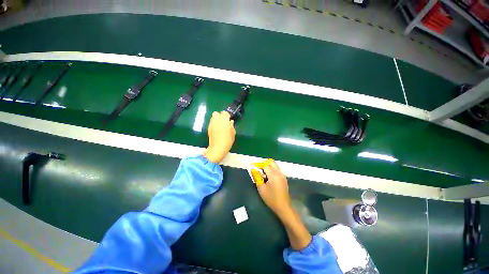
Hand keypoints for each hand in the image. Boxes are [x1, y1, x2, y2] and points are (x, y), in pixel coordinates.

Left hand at [203, 111, 235, 162]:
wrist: (218, 147)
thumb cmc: (228, 140)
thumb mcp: (233, 133)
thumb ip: (232, 126)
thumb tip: (230, 122)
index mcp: (224, 120)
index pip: (225, 113)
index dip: (227, 115)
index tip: (229, 119)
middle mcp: (217, 120)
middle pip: (217, 113)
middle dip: (220, 115)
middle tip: (224, 121)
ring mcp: (212, 123)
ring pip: (213, 117)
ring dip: (216, 119)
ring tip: (220, 125)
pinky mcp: (208, 128)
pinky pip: (211, 122)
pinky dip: (214, 123)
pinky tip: (217, 129)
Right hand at [257, 161, 311, 249]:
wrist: (283, 207)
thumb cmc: (271, 198)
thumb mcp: (261, 188)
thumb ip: (257, 177)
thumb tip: (253, 170)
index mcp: (274, 175)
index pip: (265, 165)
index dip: (259, 165)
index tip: (253, 167)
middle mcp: (279, 173)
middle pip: (271, 163)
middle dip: (264, 164)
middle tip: (258, 170)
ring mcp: (282, 175)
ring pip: (275, 166)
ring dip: (268, 167)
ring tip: (263, 174)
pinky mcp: (284, 178)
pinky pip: (277, 170)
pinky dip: (272, 170)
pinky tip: (268, 178)